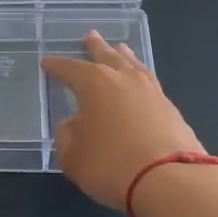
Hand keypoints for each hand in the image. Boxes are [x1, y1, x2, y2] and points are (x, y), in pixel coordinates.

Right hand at [41, 32, 204, 210]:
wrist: (170, 180)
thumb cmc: (111, 165)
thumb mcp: (72, 155)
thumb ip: (68, 135)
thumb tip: (73, 124)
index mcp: (94, 83)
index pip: (70, 69)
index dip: (57, 66)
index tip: (47, 63)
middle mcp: (123, 79)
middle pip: (106, 56)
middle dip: (95, 48)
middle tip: (90, 36)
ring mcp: (151, 91)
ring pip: (133, 65)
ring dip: (123, 56)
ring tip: (120, 48)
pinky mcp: (171, 108)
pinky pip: (149, 83)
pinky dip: (140, 78)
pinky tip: (140, 82)